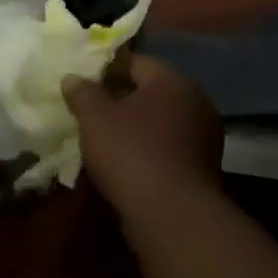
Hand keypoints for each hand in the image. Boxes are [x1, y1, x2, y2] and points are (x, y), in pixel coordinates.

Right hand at [63, 55, 223, 214]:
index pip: (136, 63)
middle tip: (90, 112)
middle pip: (150, 92)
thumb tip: (73, 78)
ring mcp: (204, 137)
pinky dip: (148, 150)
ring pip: (160, 121)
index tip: (83, 85)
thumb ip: (82, 92)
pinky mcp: (203, 167)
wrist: (172, 214)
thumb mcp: (94, 117)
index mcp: (173, 81)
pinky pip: (168, 148)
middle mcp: (196, 102)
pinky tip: (125, 164)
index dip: (106, 71)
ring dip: (135, 127)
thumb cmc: (131, 152)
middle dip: (120, 100)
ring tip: (103, 140)